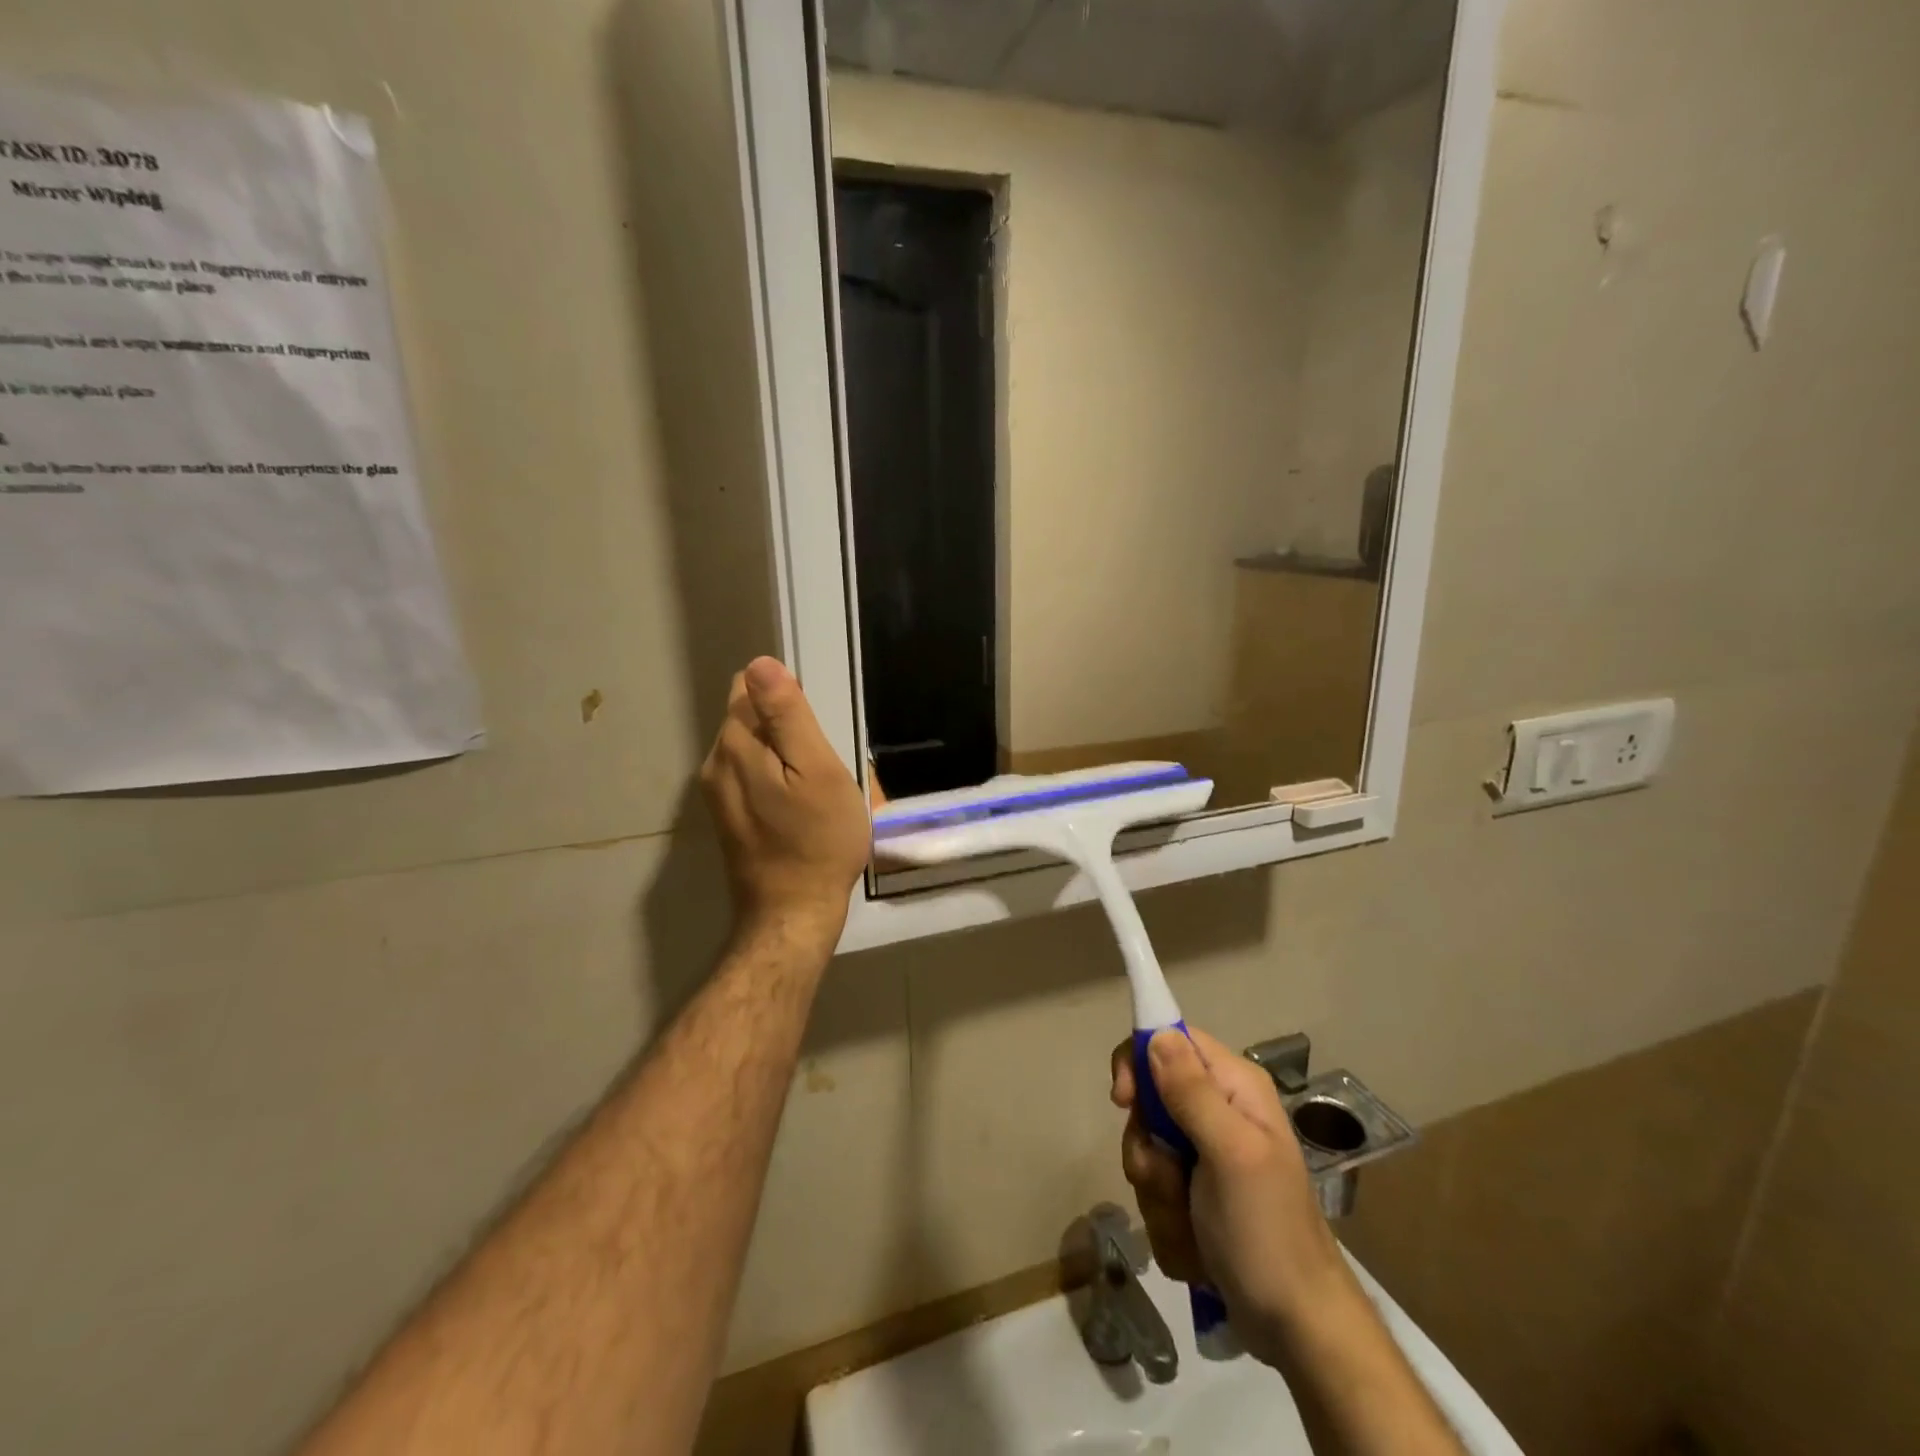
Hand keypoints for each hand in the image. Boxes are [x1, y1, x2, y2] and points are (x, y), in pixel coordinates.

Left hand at [700, 657, 869, 943]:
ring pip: (750, 749)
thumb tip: (760, 663)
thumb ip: (787, 716)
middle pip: (747, 717)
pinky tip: (797, 808)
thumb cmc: (817, 840)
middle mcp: (714, 763)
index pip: (747, 687)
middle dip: (783, 729)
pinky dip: (773, 780)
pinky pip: (749, 776)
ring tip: (812, 789)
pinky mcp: (727, 817)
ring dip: (780, 756)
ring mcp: (716, 793)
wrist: (792, 914)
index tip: (813, 731)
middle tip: (819, 767)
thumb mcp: (817, 770)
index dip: (786, 699)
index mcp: (735, 745)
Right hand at [1110, 1026, 1348, 1363]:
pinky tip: (1196, 1247)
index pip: (1169, 1040)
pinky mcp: (1196, 1195)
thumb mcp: (1231, 1154)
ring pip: (1147, 1151)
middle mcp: (1218, 1110)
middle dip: (1149, 1149)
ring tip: (1192, 1224)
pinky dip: (1167, 1221)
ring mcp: (1206, 1155)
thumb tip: (1156, 1034)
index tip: (1124, 1102)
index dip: (1138, 1061)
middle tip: (1173, 1181)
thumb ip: (1192, 1091)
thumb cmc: (1267, 1232)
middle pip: (1149, 1101)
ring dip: (1158, 1194)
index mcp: (1234, 1086)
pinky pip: (1155, 1191)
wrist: (1299, 1328)